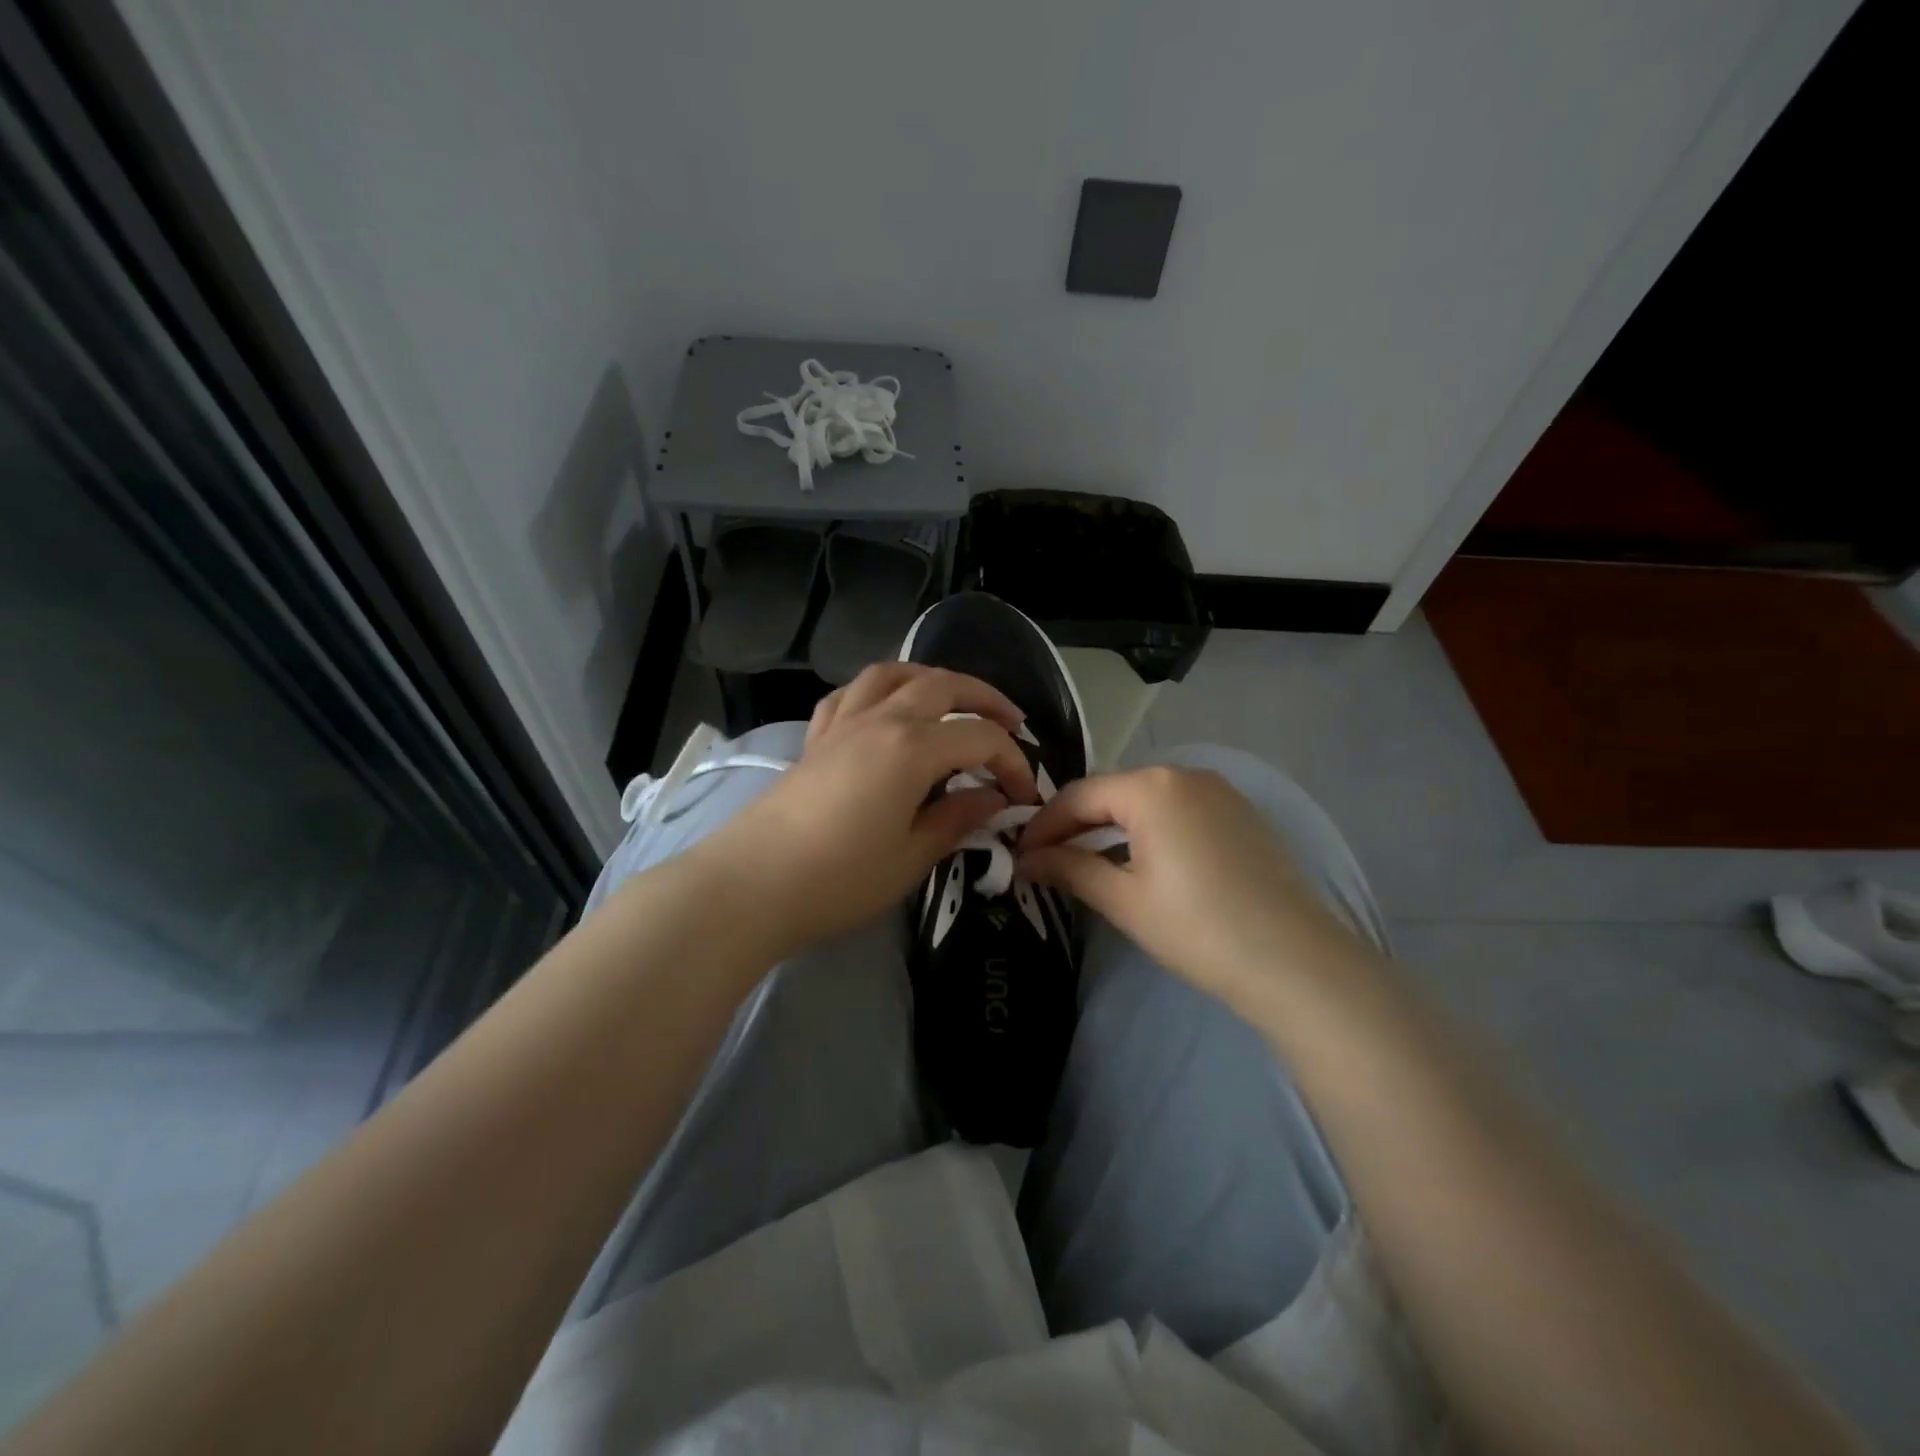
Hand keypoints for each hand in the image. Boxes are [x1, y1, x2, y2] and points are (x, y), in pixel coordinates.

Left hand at [689, 663, 1038, 956]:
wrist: (752, 885)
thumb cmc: (840, 878)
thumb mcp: (912, 856)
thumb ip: (957, 819)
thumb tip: (993, 799)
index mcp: (912, 747)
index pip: (980, 738)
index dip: (1012, 762)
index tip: (1024, 796)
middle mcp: (880, 719)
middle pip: (942, 685)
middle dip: (984, 699)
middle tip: (1011, 723)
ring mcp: (842, 724)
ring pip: (893, 674)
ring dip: (931, 679)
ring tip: (952, 701)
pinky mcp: (816, 738)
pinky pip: (851, 694)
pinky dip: (879, 691)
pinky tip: (886, 710)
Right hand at [1018, 765, 1370, 1008]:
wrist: (1296, 962)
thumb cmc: (1198, 928)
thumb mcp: (1123, 900)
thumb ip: (1069, 869)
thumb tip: (1028, 859)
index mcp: (1151, 787)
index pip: (1078, 795)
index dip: (1043, 825)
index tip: (1020, 856)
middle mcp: (1185, 774)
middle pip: (1112, 793)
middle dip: (1076, 825)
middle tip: (1049, 862)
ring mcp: (1220, 791)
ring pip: (1146, 801)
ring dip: (1112, 828)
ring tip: (1088, 864)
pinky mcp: (1241, 814)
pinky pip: (1178, 810)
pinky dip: (1149, 830)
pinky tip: (1141, 863)